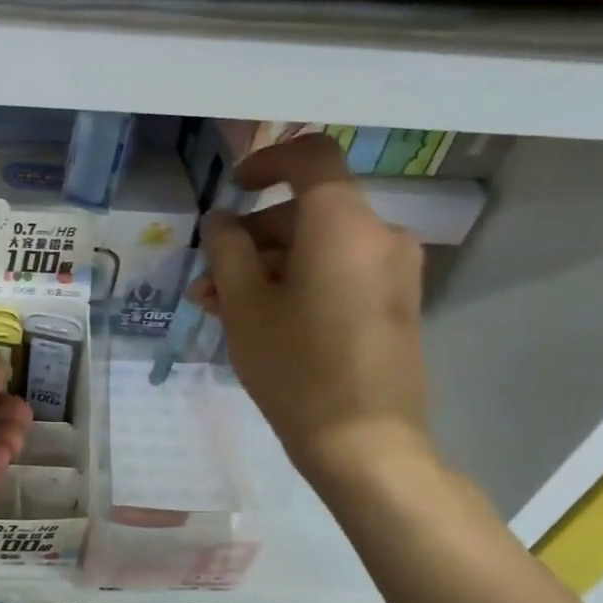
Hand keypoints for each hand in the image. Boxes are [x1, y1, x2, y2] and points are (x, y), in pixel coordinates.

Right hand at [189, 134, 431, 481]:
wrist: (366, 445)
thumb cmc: (297, 369)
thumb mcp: (245, 306)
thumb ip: (227, 250)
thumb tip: (220, 219)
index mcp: (343, 225)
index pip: (311, 157)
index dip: (267, 162)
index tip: (233, 187)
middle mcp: (379, 236)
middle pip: (307, 211)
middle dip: (251, 238)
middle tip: (208, 279)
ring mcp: (393, 271)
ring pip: (318, 246)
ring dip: (267, 267)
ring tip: (220, 307)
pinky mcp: (395, 302)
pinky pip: (339, 272)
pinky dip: (298, 282)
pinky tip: (259, 319)